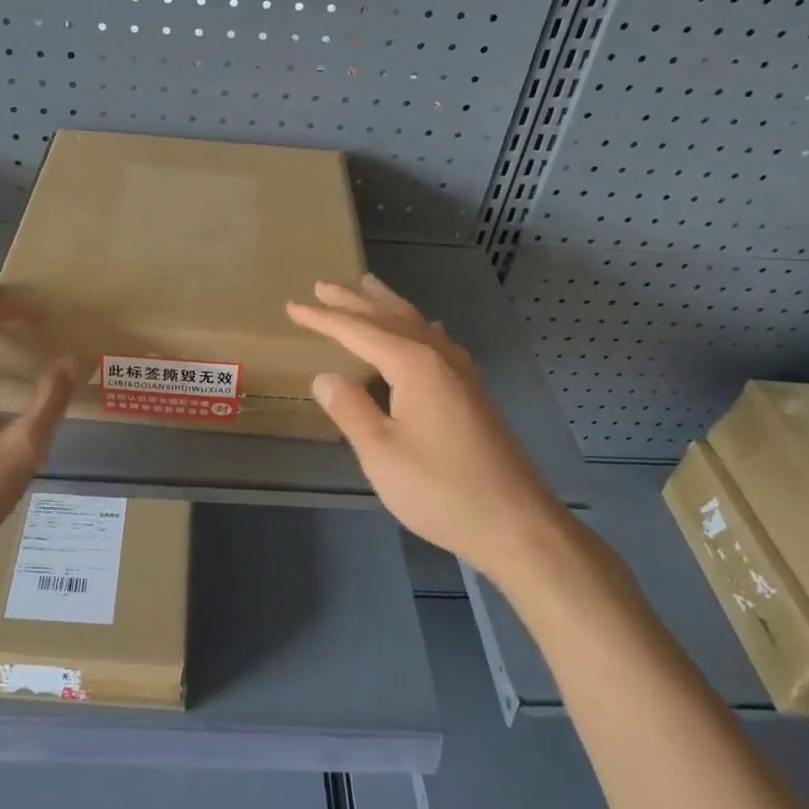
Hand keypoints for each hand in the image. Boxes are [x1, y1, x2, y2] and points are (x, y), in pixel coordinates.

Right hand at [286, 275, 566, 567]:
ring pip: (418, 325)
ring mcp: (462, 374)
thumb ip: (350, 409)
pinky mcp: (474, 393)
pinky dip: (418, 327)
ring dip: (387, 306)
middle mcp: (440, 358)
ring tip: (367, 288)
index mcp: (414, 365)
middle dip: (354, 301)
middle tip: (323, 285)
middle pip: (390, 317)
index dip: (323, 319)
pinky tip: (425, 331)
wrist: (517, 524)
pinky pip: (437, 342)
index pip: (358, 331)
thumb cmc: (441, 489)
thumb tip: (326, 377)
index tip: (292, 306)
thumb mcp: (381, 452)